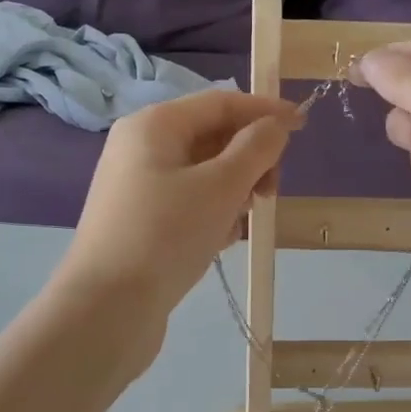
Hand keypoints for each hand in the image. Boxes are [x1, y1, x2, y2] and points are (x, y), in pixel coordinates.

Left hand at [58, 88, 299, 324]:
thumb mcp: (220, 187)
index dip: (264, 111)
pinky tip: (221, 241)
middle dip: (249, 159)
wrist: (106, 309)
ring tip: (241, 222)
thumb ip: (255, 149)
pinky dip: (212, 213)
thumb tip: (276, 125)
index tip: (304, 125)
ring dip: (234, 190)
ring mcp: (137, 186)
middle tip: (271, 193)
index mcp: (154, 125)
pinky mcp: (140, 221)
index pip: (221, 102)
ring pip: (203, 173)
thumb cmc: (165, 235)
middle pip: (211, 136)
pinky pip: (188, 202)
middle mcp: (141, 147)